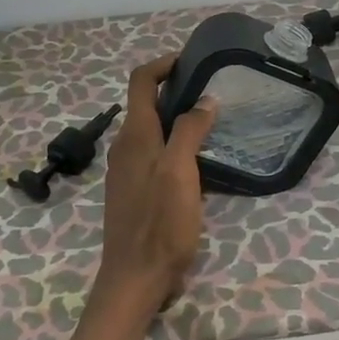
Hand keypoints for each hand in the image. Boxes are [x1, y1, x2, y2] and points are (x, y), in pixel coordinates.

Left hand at [85, 55, 218, 322]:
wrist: (136, 278)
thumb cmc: (160, 223)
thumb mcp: (179, 172)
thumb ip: (189, 131)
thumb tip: (204, 100)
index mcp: (134, 135)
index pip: (141, 81)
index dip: (164, 64)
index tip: (194, 61)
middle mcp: (126, 147)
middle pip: (146, 103)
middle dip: (176, 90)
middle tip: (213, 92)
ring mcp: (128, 170)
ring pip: (152, 130)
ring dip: (177, 119)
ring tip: (212, 123)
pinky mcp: (135, 191)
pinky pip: (155, 154)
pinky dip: (174, 145)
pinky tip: (200, 162)